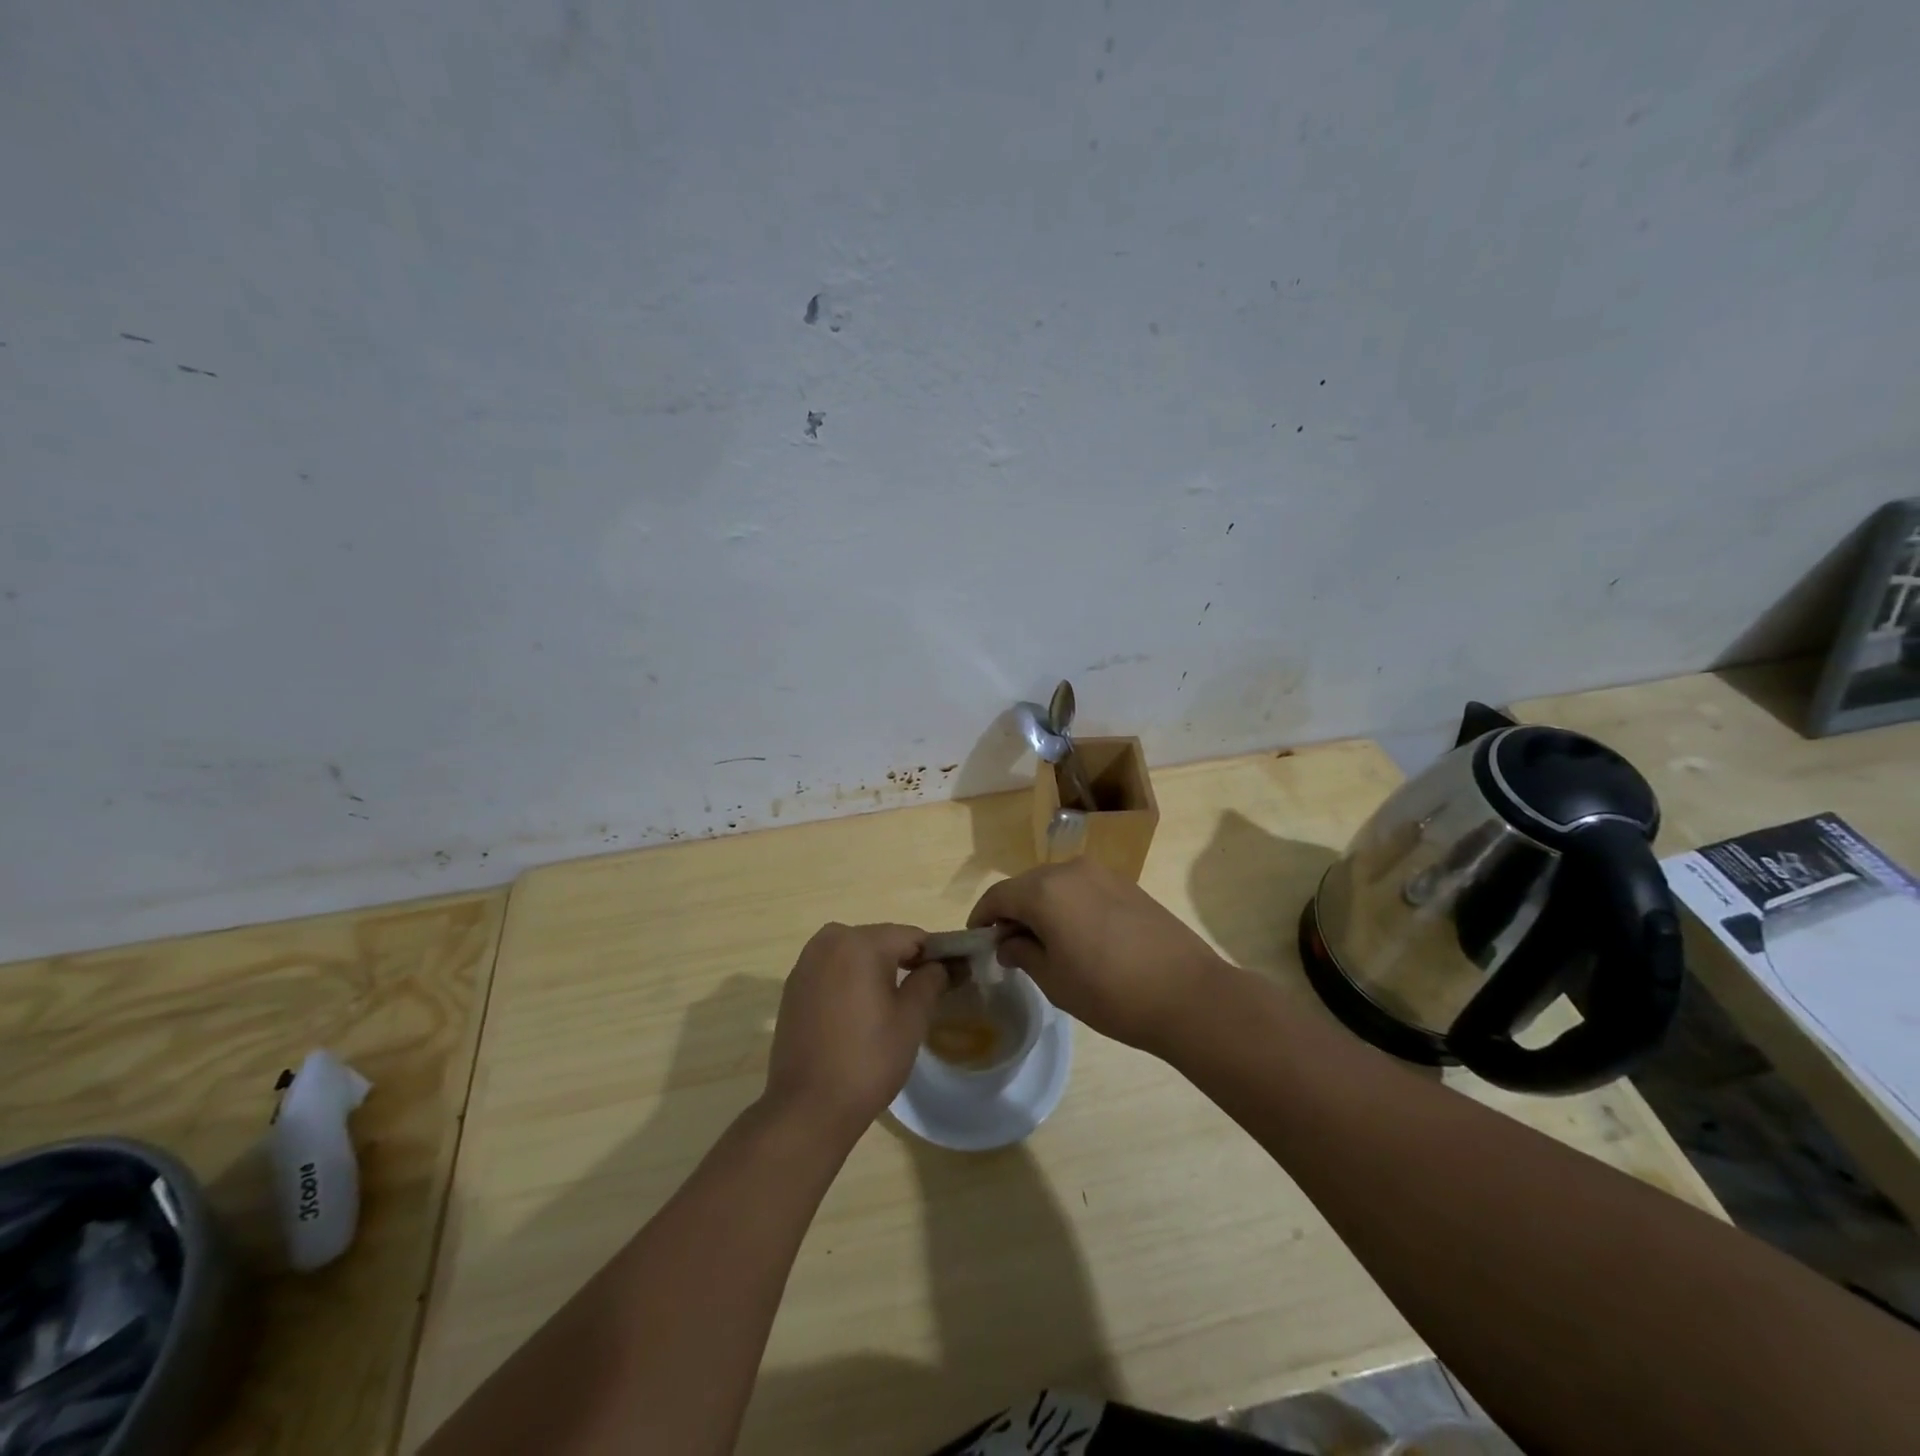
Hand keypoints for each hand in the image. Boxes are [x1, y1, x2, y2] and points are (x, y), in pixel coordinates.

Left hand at [763, 922, 947, 1141]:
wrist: (807, 1107)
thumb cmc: (867, 1060)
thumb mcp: (912, 1019)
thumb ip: (930, 980)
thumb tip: (940, 965)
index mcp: (860, 942)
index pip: (911, 936)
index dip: (934, 955)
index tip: (949, 978)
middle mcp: (829, 941)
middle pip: (880, 940)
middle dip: (903, 960)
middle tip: (922, 995)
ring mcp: (806, 962)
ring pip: (854, 953)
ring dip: (875, 969)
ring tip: (891, 1005)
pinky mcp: (793, 986)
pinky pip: (833, 970)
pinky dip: (850, 980)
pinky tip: (859, 1013)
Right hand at [969, 860, 1224, 1056]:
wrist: (1187, 993)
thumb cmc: (1110, 993)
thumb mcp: (1054, 981)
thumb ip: (1023, 953)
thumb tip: (1008, 942)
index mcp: (1045, 891)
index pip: (998, 896)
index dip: (982, 918)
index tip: (977, 940)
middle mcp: (1070, 870)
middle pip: (1026, 885)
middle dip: (1012, 911)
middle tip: (1009, 946)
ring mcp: (1102, 874)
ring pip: (1055, 885)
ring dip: (1041, 907)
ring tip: (1044, 943)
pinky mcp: (1126, 884)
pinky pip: (1082, 888)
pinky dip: (1068, 905)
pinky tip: (1078, 936)